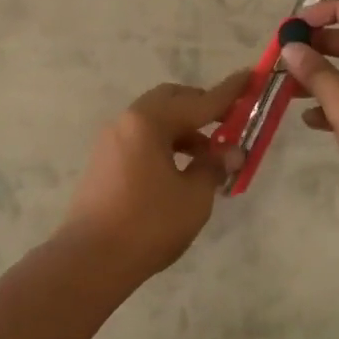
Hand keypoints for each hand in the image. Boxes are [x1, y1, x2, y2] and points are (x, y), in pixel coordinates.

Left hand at [59, 72, 248, 278]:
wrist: (89, 262)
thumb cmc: (147, 225)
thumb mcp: (193, 197)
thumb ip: (214, 167)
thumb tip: (231, 152)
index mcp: (150, 122)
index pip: (199, 102)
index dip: (229, 93)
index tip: (250, 76)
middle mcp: (128, 121)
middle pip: (171, 101)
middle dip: (201, 108)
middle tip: (228, 123)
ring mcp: (112, 141)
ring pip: (155, 121)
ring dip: (184, 130)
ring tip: (208, 156)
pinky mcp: (104, 162)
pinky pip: (142, 139)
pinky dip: (165, 145)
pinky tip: (181, 171)